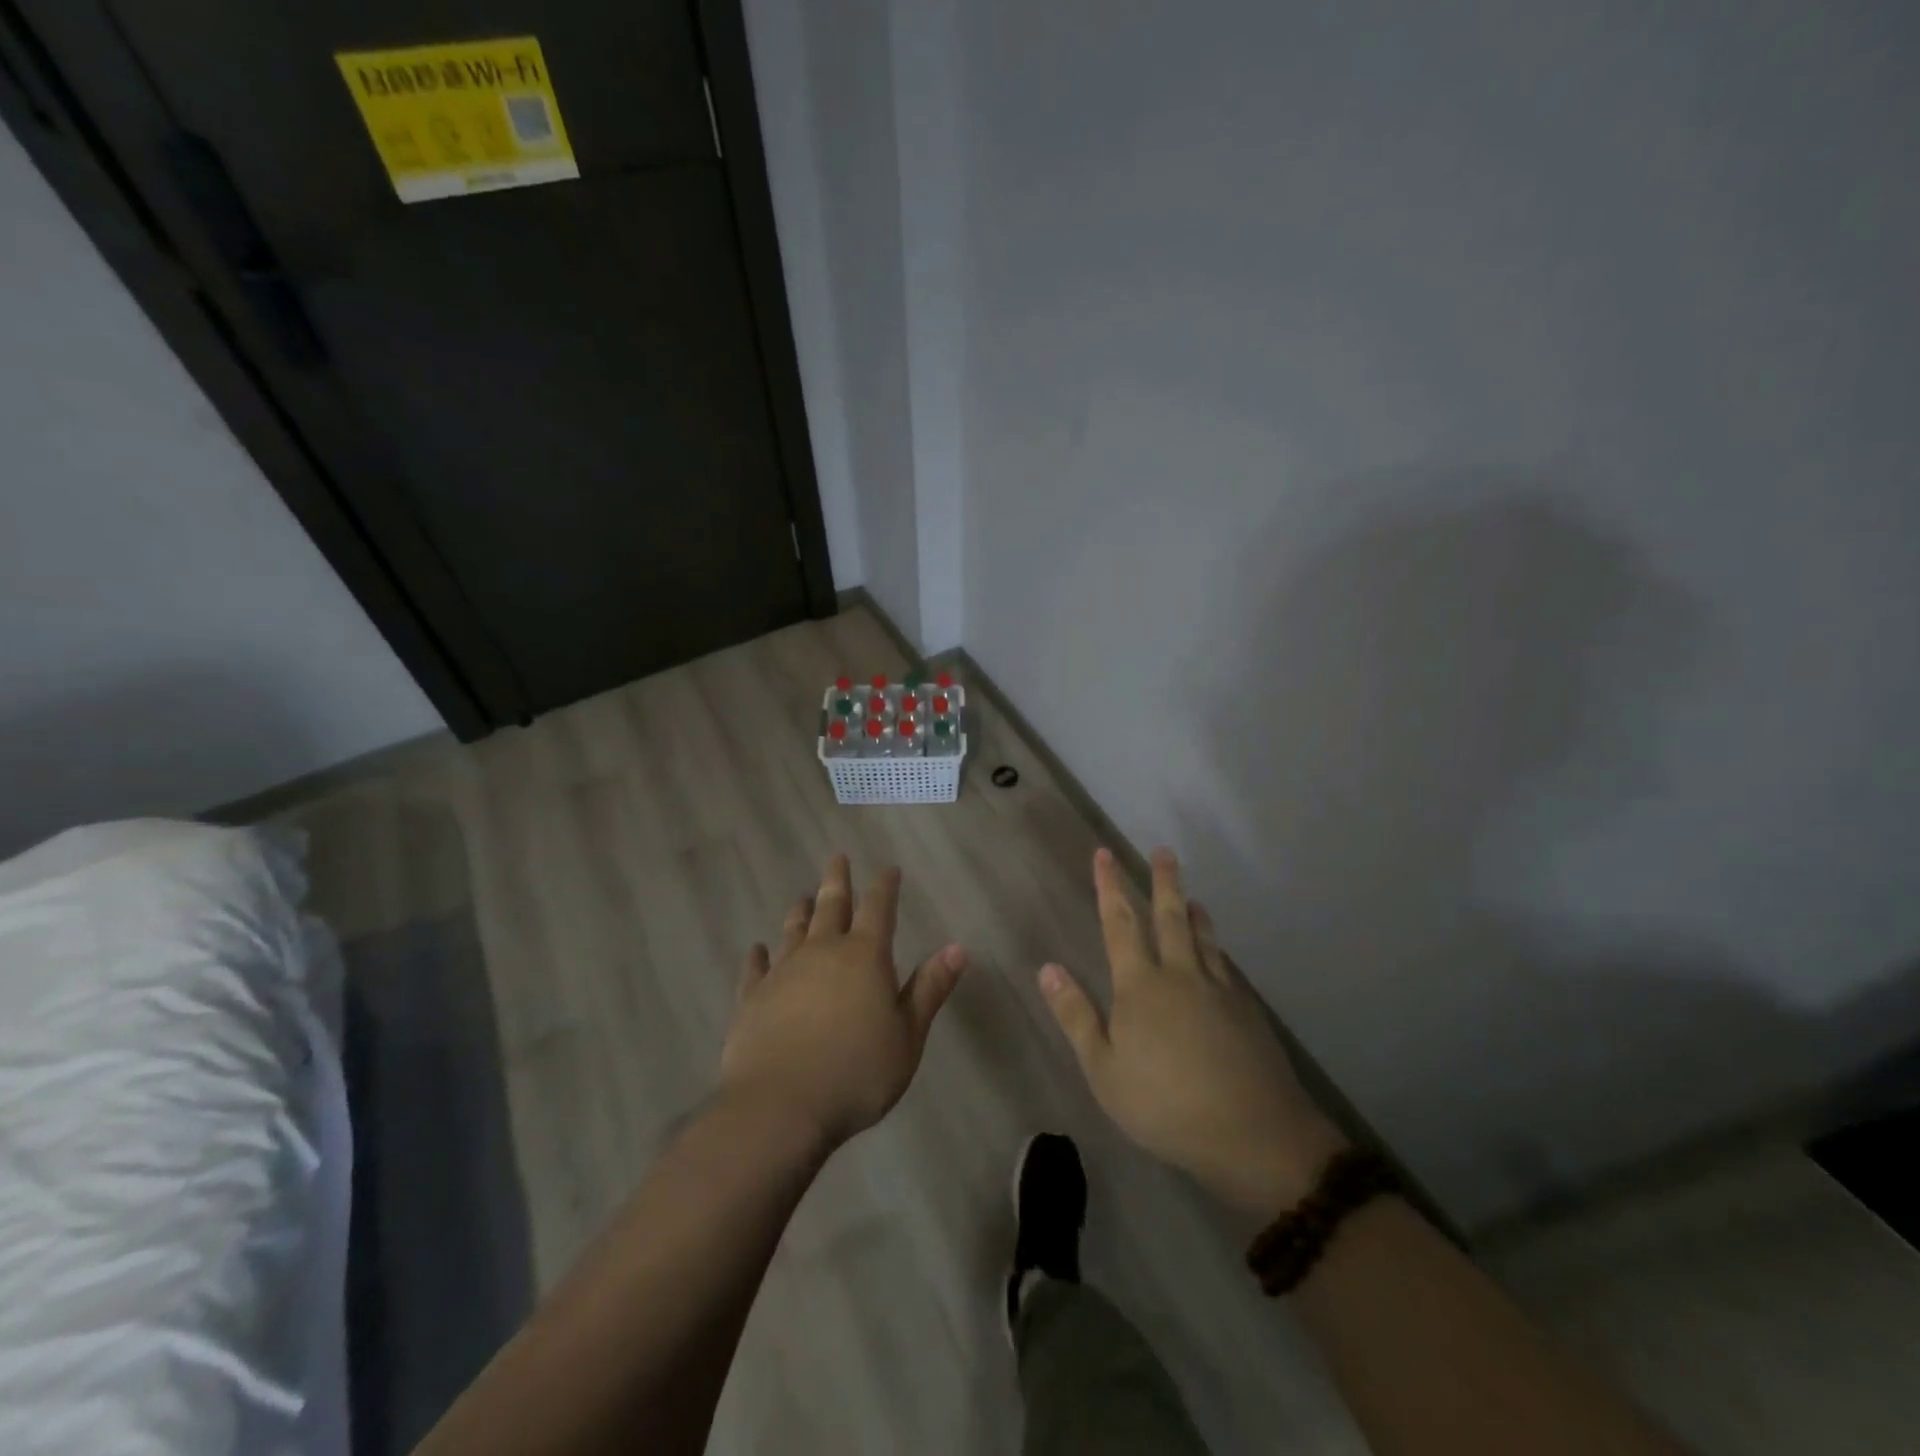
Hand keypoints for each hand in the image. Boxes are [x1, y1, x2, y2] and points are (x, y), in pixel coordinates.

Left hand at [720, 854, 965, 1150]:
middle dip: (838, 880)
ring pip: (794, 930)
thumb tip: (958, 947)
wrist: (780, 1107)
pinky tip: (757, 949)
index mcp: (865, 957)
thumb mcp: (907, 1035)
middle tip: (838, 857)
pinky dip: (759, 956)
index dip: (885, 886)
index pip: (879, 908)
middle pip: (831, 905)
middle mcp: (822, 952)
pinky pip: (755, 968)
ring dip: (801, 910)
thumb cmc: (857, 1073)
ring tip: (803, 895)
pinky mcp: (752, 997)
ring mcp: (783, 972)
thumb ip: (929, 989)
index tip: (889, 868)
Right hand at [1040, 847, 1347, 1216]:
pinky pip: (1225, 964)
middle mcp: (1180, 974)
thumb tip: (1048, 967)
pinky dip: (1216, 946)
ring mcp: (1218, 989)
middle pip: (1169, 917)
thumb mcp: (1104, 1070)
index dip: (1110, 887)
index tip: (1104, 855)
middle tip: (1163, 851)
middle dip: (1162, 882)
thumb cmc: (1165, 1104)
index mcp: (1140, 985)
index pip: (1120, 924)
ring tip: (1190, 896)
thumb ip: (1076, 1016)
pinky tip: (1218, 954)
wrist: (1253, 1133)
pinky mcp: (1246, 1009)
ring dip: (1193, 911)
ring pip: (1203, 937)